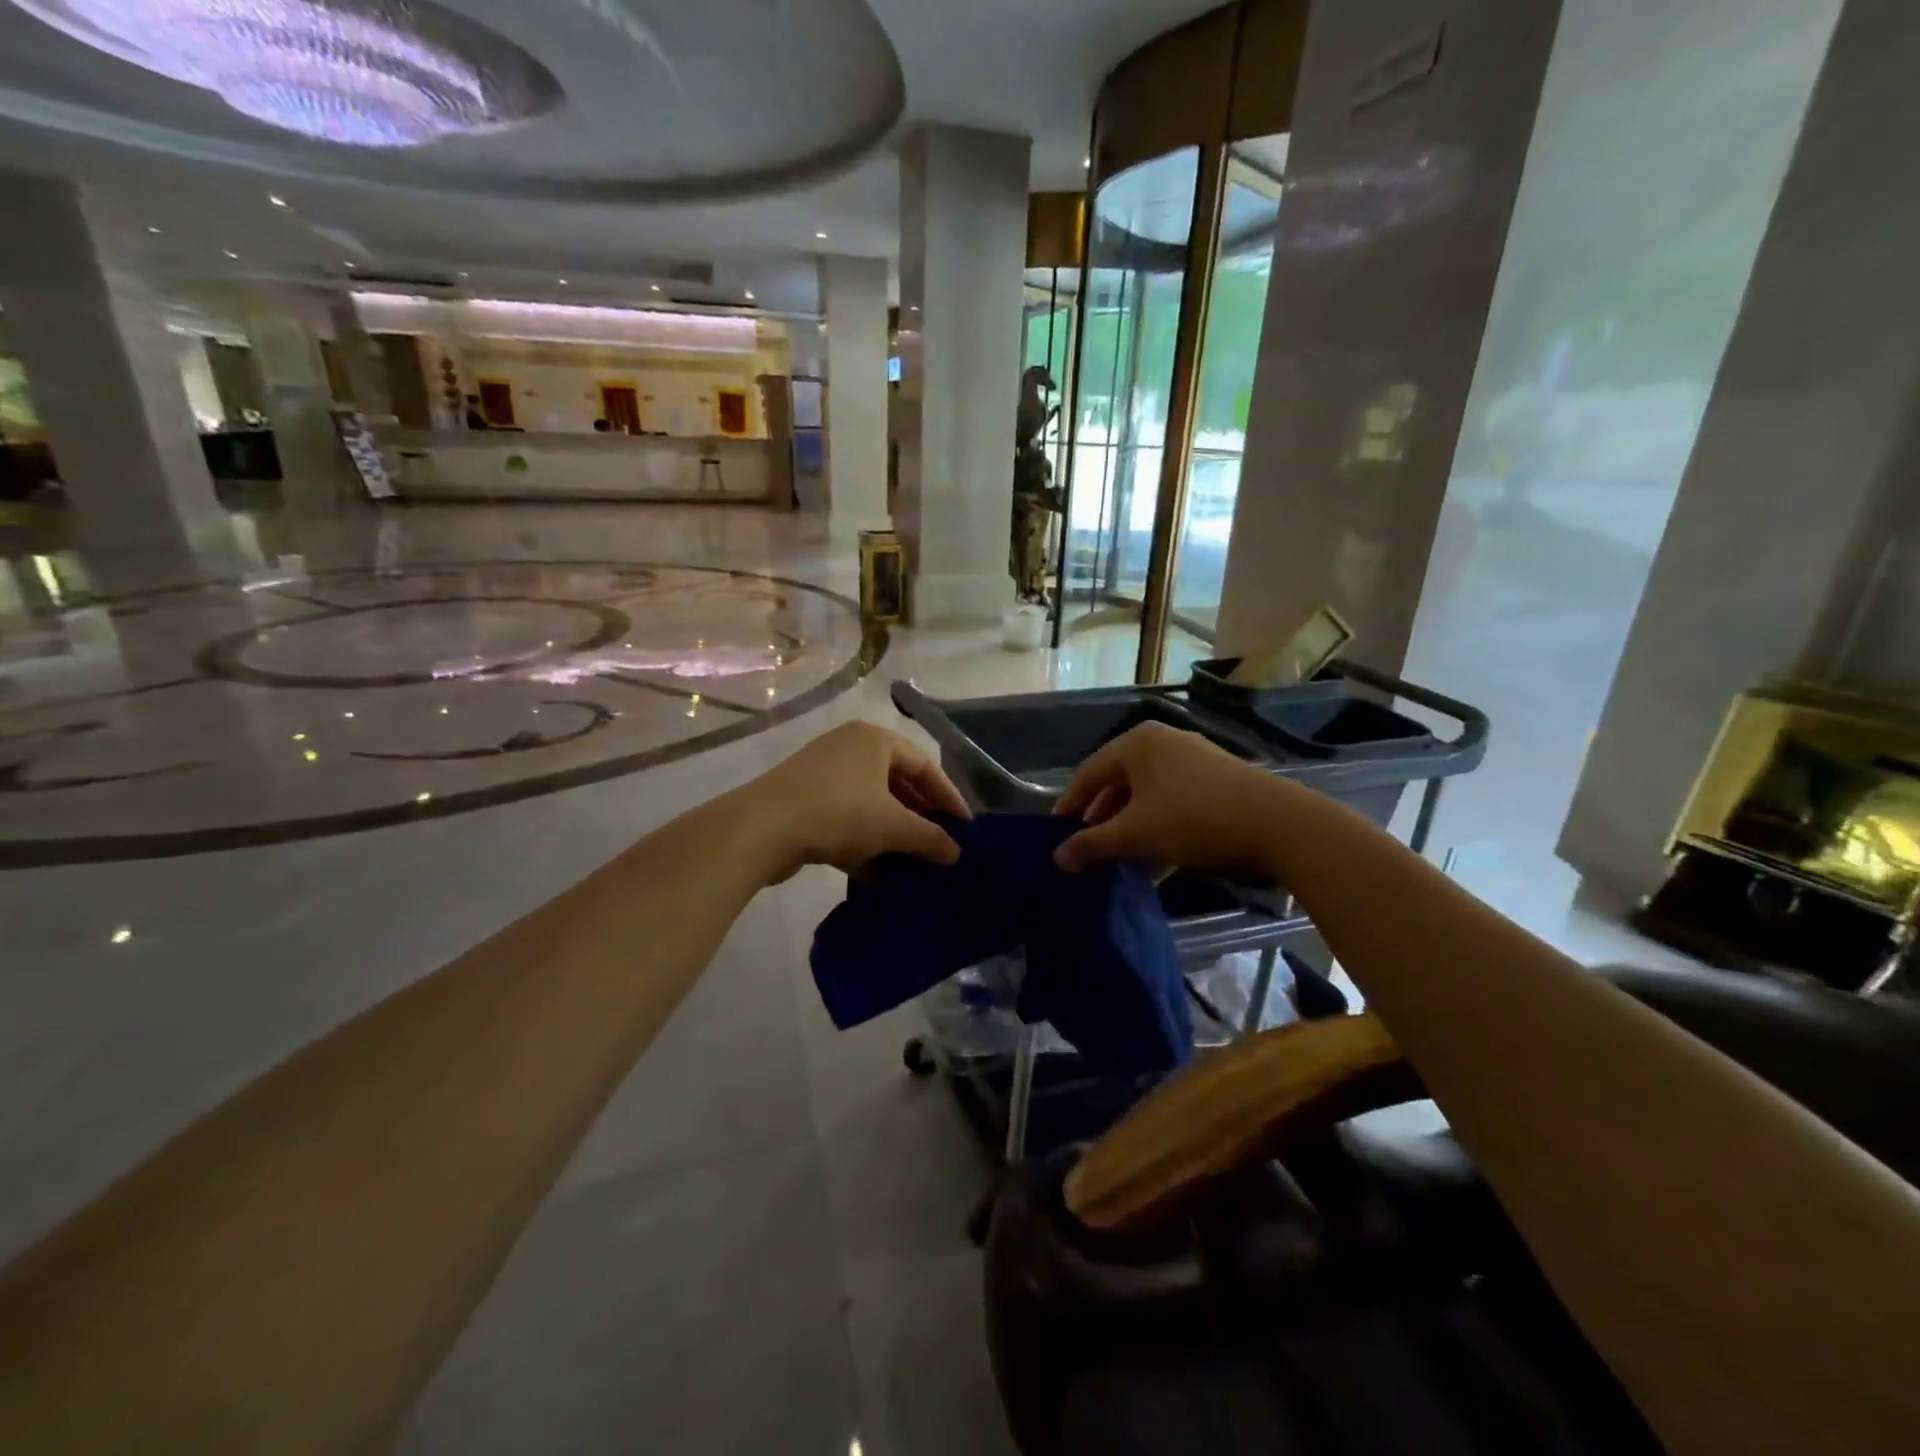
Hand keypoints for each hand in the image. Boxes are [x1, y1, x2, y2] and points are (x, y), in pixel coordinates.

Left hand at [739, 721, 969, 882]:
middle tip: (940, 848)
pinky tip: (877, 876)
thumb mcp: (893, 826)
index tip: (964, 829)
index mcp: (875, 740)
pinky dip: (863, 844)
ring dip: (892, 836)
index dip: (948, 798)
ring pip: (870, 806)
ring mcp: (823, 775)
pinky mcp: (804, 802)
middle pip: (897, 784)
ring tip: (913, 866)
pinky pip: (846, 820)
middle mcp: (850, 749)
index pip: (925, 765)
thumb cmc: (839, 812)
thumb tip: (956, 854)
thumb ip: (930, 838)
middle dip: (919, 819)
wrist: (760, 829)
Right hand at [1053, 722, 1290, 875]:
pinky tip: (1153, 864)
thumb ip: (1092, 845)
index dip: (1070, 805)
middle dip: (1102, 820)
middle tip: (1086, 849)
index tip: (1057, 834)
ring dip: (1130, 830)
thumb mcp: (1135, 834)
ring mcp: (1194, 763)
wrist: (1277, 825)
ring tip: (1117, 862)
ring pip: (1147, 798)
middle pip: (1119, 784)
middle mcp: (1164, 745)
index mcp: (1138, 744)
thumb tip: (1057, 859)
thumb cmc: (1193, 817)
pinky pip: (1173, 805)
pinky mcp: (1217, 784)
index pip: (1089, 773)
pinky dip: (1158, 830)